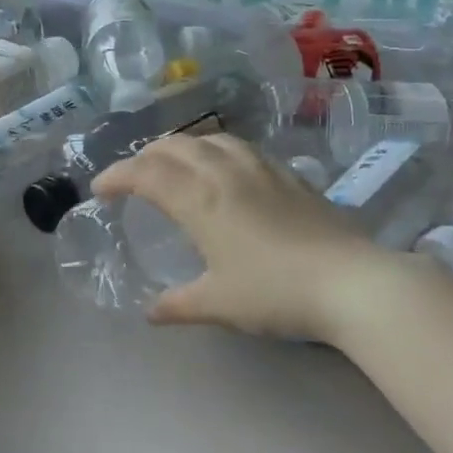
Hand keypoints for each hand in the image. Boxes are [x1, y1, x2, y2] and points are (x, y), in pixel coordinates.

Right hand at [92, 134, 388, 338]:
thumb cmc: (275, 292)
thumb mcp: (219, 303)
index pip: (145, 174)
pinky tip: (225, 168)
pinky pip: (240, 148)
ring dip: (182, 146)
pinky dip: (216, 150)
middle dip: (145, 156)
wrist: (352, 282)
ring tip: (174, 163)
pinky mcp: (289, 175)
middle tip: (133, 177)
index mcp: (199, 199)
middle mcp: (224, 173)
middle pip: (174, 146)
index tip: (100, 190)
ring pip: (210, 139)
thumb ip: (179, 305)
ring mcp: (260, 169)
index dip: (117, 176)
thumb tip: (151, 313)